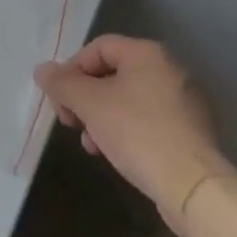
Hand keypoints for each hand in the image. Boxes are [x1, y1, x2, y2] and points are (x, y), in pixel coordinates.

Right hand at [35, 36, 236, 231]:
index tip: (61, 100)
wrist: (194, 188)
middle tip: (72, 122)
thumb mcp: (90, 104)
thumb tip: (42, 70)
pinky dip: (127, 131)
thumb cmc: (138, 133)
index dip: (72, 70)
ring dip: (102, 117)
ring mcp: (184, 102)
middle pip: (112, 74)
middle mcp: (169, 69)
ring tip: (92, 145)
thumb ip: (62, 83)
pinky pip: (148, 120)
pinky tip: (116, 154)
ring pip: (129, 99)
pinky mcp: (191, 132)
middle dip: (85, 98)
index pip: (97, 48)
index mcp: (147, 53)